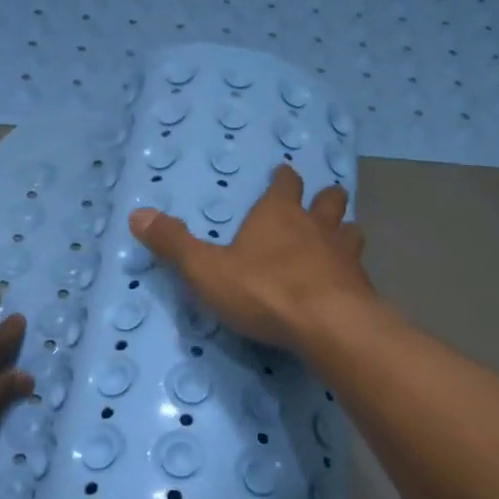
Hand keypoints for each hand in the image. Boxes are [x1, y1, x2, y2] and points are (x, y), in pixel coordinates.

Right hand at [129, 164, 372, 352]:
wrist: (326, 325)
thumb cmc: (263, 290)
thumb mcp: (206, 270)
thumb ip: (174, 244)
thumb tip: (136, 215)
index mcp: (279, 215)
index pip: (285, 184)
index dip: (283, 179)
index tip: (284, 174)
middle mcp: (317, 226)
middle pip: (329, 200)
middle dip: (325, 198)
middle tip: (321, 203)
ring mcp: (345, 255)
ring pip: (351, 230)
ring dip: (345, 231)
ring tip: (339, 240)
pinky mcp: (362, 286)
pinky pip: (360, 270)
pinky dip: (353, 272)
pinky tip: (347, 284)